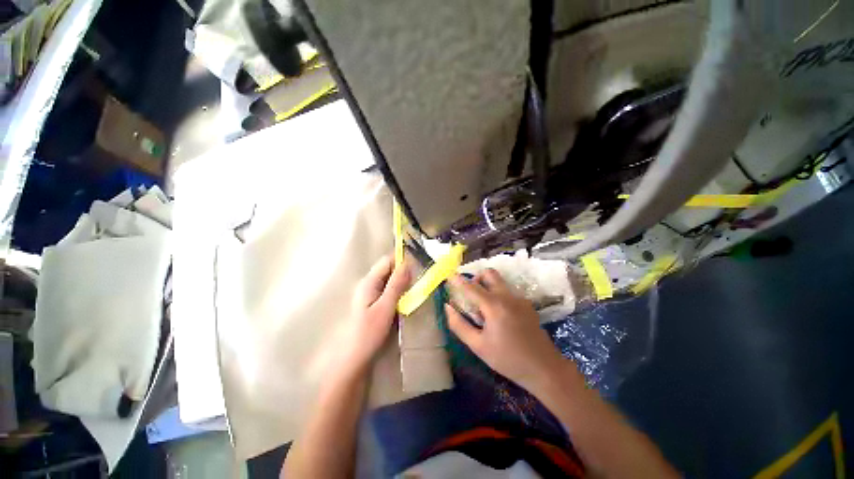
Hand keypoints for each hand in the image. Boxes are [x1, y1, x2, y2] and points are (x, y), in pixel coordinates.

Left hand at [335, 255, 409, 378]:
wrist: (356, 356)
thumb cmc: (370, 331)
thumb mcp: (386, 307)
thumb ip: (396, 284)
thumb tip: (407, 263)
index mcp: (369, 281)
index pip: (387, 261)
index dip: (401, 259)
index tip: (418, 264)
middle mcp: (368, 283)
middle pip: (388, 268)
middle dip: (403, 270)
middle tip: (418, 278)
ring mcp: (370, 292)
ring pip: (389, 278)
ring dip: (401, 280)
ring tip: (415, 287)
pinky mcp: (374, 301)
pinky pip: (388, 288)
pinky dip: (398, 289)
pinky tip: (405, 297)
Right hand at [445, 269, 580, 393]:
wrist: (545, 368)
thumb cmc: (508, 359)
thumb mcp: (478, 346)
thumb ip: (459, 325)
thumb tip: (448, 307)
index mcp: (494, 305)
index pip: (471, 287)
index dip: (458, 280)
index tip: (449, 276)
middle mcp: (507, 296)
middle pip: (490, 274)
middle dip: (476, 278)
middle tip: (470, 293)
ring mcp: (520, 299)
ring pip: (499, 282)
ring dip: (487, 286)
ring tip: (483, 308)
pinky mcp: (527, 304)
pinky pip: (507, 292)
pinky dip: (498, 296)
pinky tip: (499, 317)